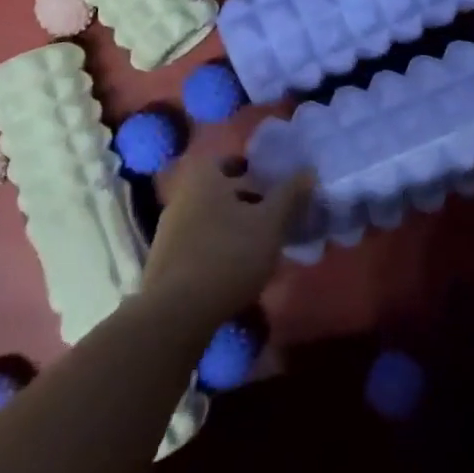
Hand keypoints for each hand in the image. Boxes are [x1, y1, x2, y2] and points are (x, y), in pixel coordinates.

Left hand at [142, 154, 314, 325]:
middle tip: (272, 214)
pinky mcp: (164, 260)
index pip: (228, 160)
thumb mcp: (270, 224)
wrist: (178, 312)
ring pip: (209, 217)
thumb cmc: (229, 255)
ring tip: (259, 244)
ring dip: (232, 225)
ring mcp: (169, 228)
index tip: (271, 183)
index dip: (251, 168)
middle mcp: (181, 195)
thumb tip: (308, 171)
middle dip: (245, 199)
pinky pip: (198, 242)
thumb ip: (289, 195)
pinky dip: (217, 247)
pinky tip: (235, 268)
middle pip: (219, 190)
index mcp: (203, 177)